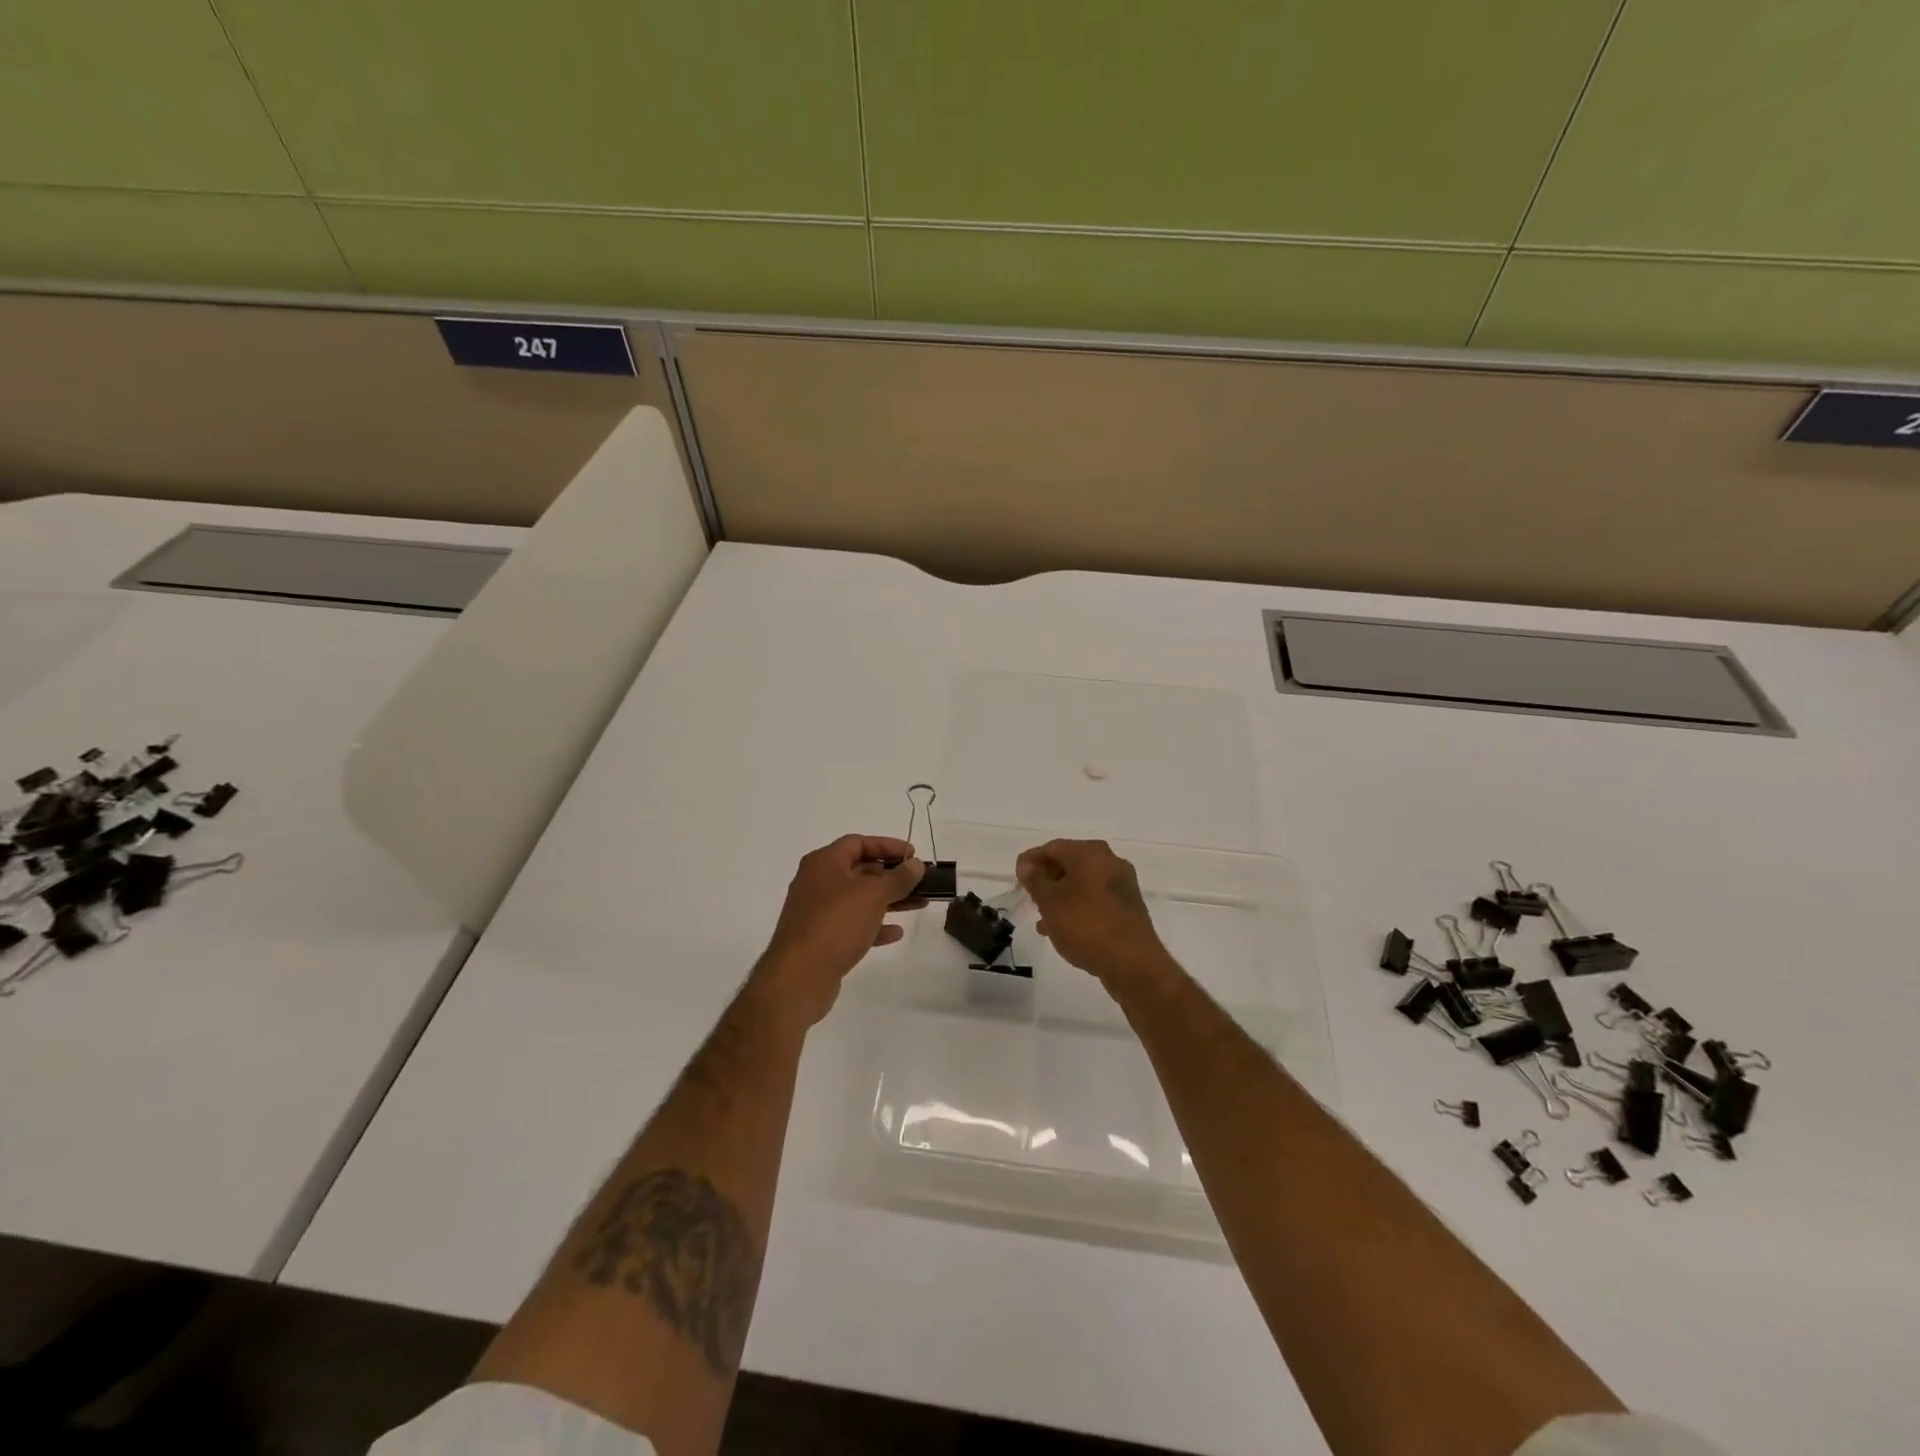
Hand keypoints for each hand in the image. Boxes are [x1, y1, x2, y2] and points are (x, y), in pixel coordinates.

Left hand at [753, 835, 924, 1026]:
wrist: (799, 976)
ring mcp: (817, 912)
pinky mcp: (820, 939)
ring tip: (918, 904)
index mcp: (823, 863)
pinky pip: (852, 925)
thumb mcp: (873, 895)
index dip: (888, 845)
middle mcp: (817, 882)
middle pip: (859, 870)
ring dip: (888, 900)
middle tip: (918, 881)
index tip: (914, 855)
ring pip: (858, 899)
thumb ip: (898, 878)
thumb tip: (916, 864)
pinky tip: (895, 933)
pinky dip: (874, 925)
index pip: (858, 842)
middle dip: (891, 875)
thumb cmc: (836, 923)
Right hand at [1015, 839, 1170, 987]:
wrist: (1133, 963)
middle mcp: (1110, 861)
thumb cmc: (1086, 925)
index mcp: (1090, 852)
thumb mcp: (1050, 902)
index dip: (1030, 860)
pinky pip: (1095, 900)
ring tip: (1041, 918)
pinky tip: (1063, 929)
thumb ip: (1035, 880)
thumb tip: (1027, 866)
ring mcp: (1122, 885)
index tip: (1016, 878)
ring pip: (1082, 883)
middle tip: (1028, 896)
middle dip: (1046, 879)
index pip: (1052, 847)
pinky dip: (1077, 908)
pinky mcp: (1128, 907)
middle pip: (1069, 863)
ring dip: (1060, 897)